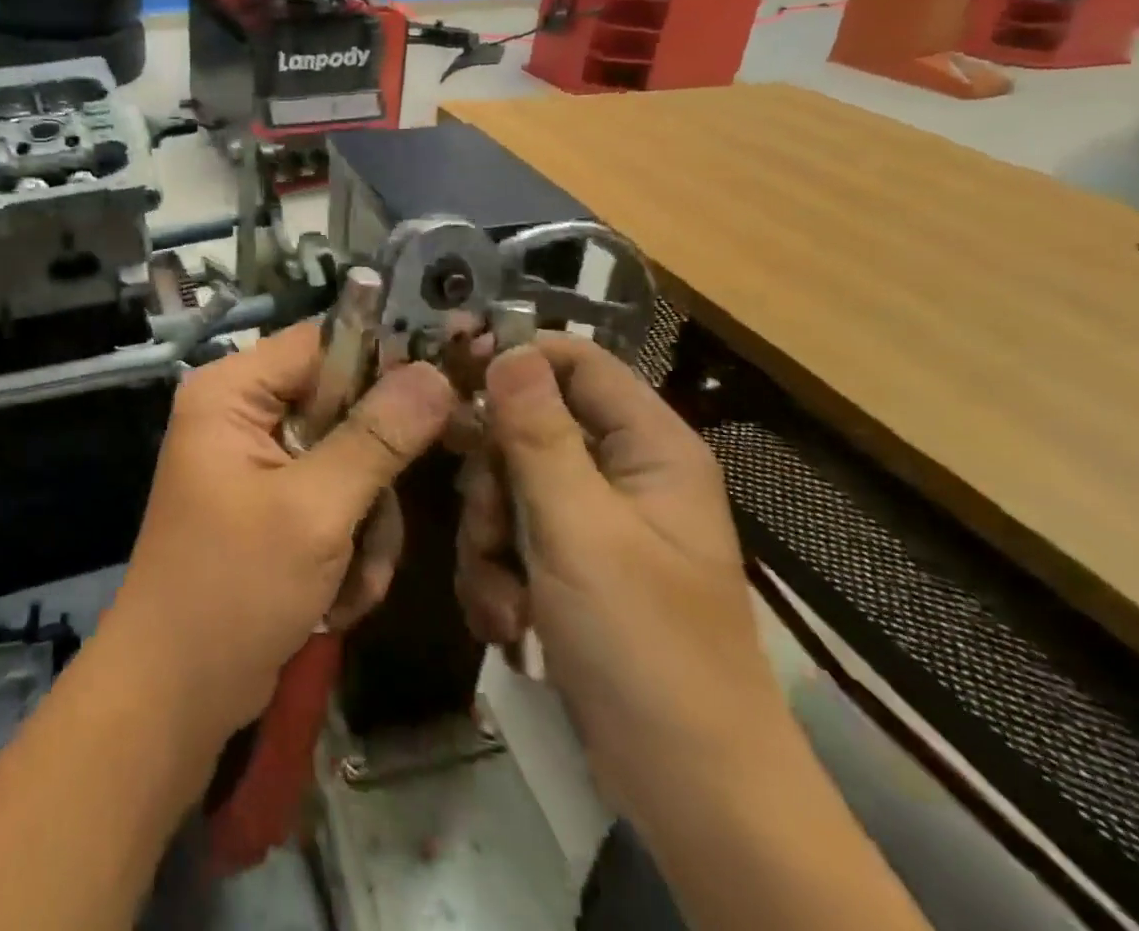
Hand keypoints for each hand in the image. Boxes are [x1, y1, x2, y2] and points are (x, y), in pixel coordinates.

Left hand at [104, 324, 455, 744]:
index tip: (445, 394)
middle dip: (372, 477)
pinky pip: (335, 502)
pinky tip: (337, 598)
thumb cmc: (233, 588)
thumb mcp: (313, 510)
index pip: (322, 343)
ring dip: (365, 525)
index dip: (384, 362)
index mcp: (232, 392)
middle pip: (342, 407)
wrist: (175, 695)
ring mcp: (257, 463)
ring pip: (349, 463)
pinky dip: (348, 548)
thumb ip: (376, 438)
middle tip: (382, 524)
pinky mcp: (271, 507)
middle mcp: (241, 415)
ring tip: (351, 578)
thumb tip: (435, 373)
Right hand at [455, 335, 791, 825]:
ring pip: (507, 485)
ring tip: (502, 590)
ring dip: (488, 534)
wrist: (690, 790)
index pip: (576, 361)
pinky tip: (507, 617)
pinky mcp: (570, 566)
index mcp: (648, 447)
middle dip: (492, 476)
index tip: (448, 367)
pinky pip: (510, 534)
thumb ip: (537, 432)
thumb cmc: (645, 644)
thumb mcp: (579, 528)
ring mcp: (593, 522)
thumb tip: (507, 347)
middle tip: (485, 517)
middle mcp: (621, 473)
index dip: (514, 355)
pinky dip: (496, 572)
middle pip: (527, 426)